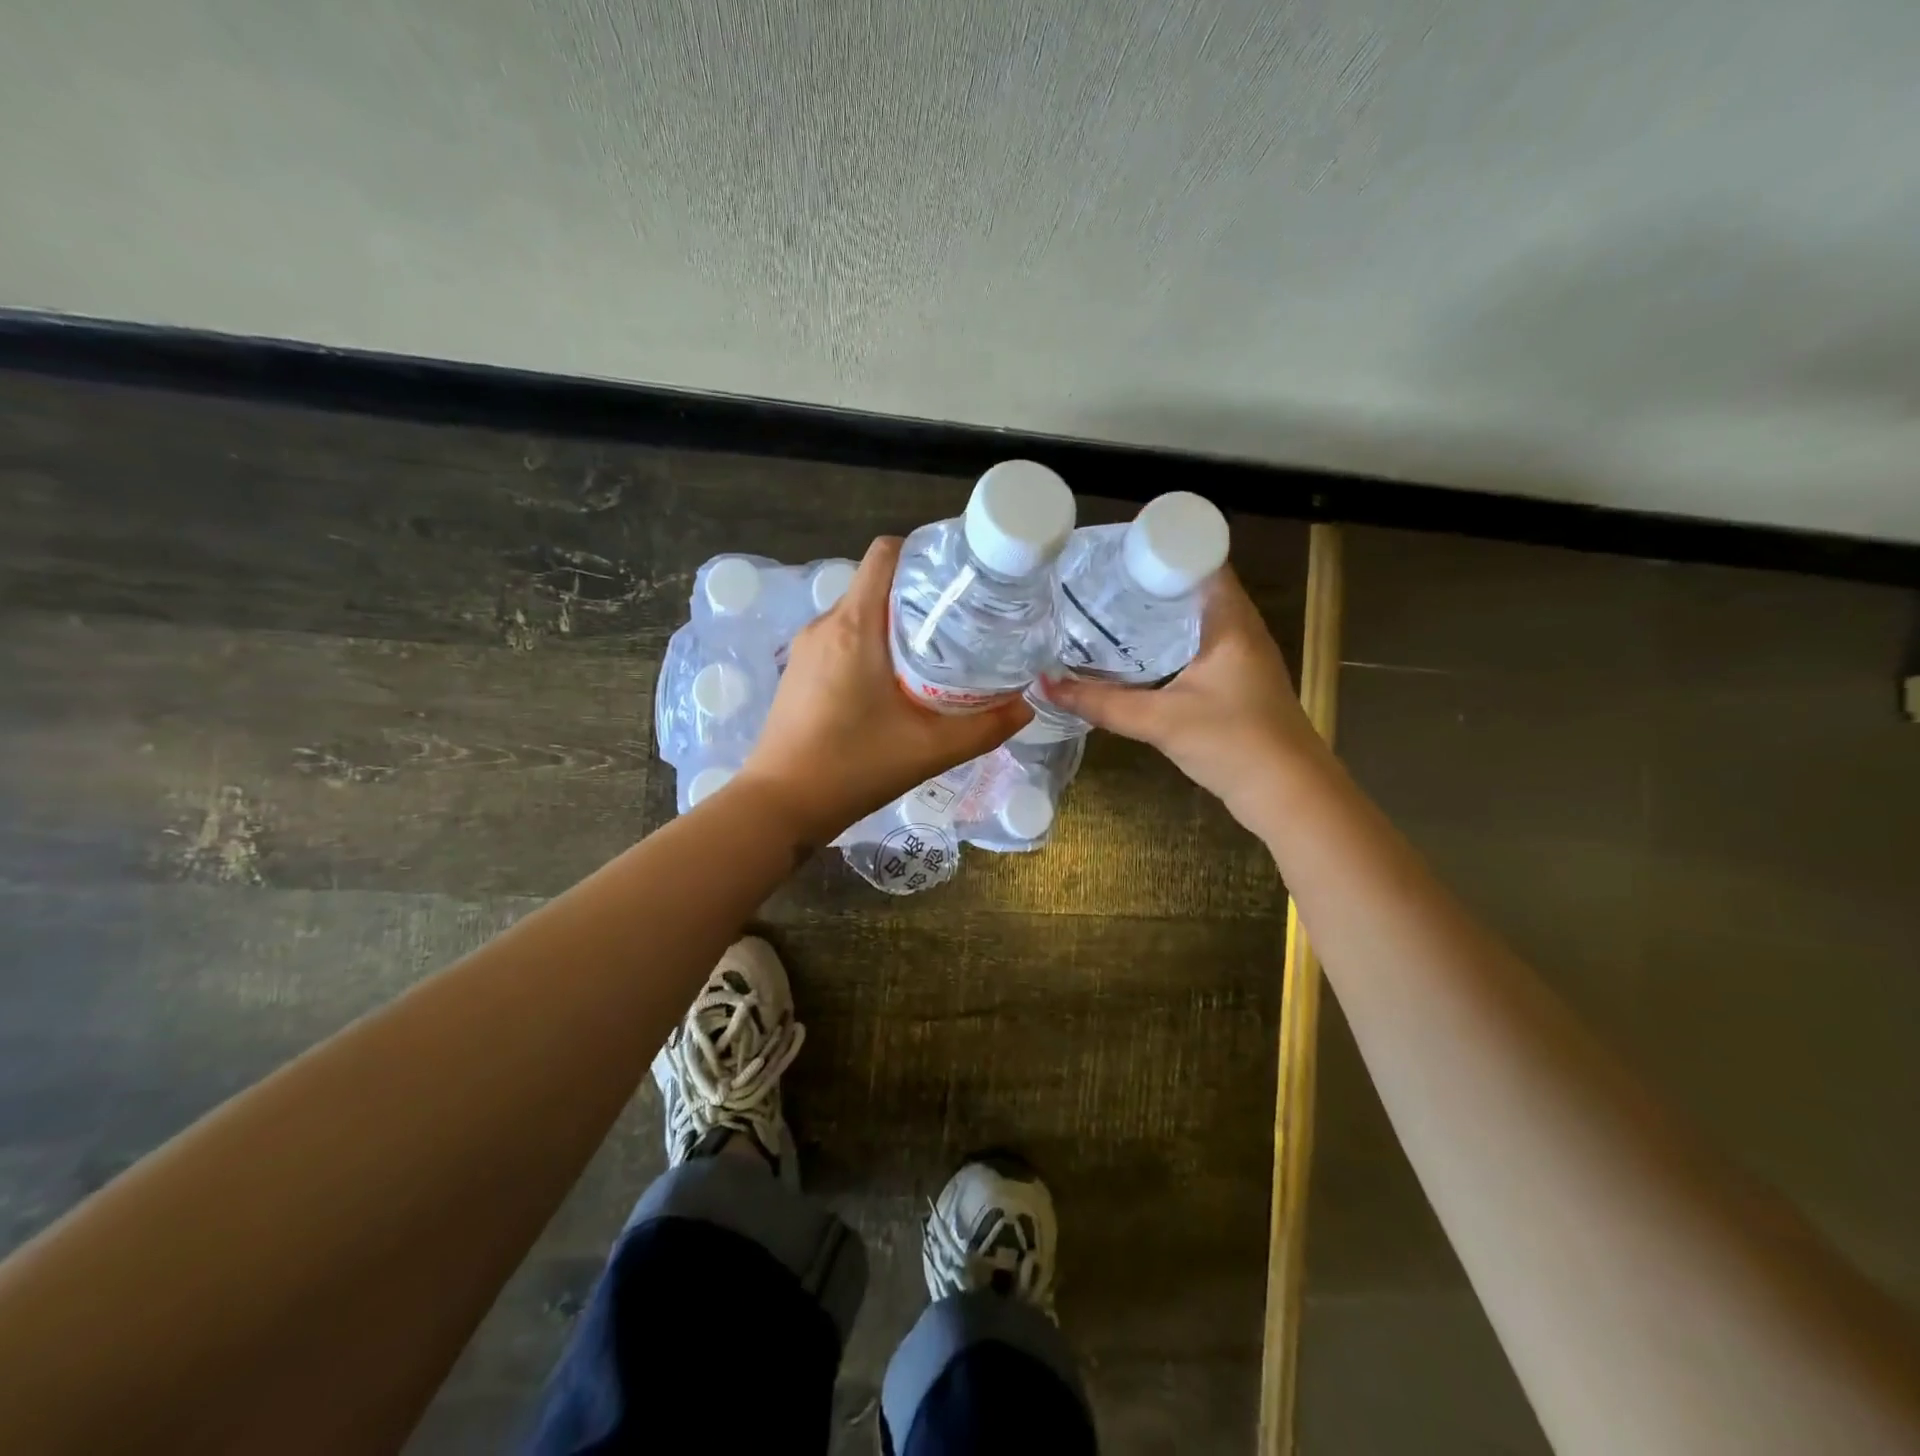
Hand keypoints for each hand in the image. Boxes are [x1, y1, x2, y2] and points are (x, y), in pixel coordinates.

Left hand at [739, 537, 1030, 842]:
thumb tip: (1026, 706)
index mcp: (855, 626)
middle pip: (878, 584)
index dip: (925, 555)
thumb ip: (985, 727)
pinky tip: (896, 683)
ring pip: (860, 613)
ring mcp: (807, 647)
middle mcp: (826, 624)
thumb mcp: (930, 750)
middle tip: (962, 624)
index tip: (960, 581)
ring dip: (896, 624)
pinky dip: (872, 646)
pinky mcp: (799, 670)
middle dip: (920, 596)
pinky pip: (843, 638)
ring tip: (935, 654)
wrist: (781, 805)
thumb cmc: (853, 767)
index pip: (886, 554)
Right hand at [1042, 567, 1320, 836]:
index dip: (1156, 548)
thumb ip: (1101, 704)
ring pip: (1191, 617)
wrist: (1288, 794)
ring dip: (1154, 614)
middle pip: (1189, 586)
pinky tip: (1132, 654)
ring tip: (1104, 611)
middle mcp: (1239, 626)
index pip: (1197, 558)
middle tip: (1094, 583)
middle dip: (1144, 582)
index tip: (1111, 554)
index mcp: (1230, 618)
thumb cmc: (1233, 743)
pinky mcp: (1235, 679)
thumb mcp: (1160, 721)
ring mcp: (1240, 653)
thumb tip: (1044, 686)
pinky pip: (1194, 644)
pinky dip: (1164, 642)